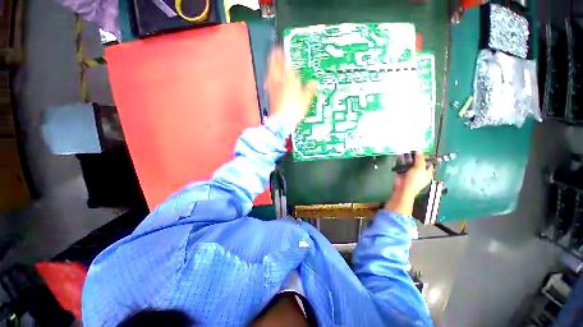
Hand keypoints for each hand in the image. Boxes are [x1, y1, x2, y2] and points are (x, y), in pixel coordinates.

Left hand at [266, 47, 316, 133]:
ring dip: (271, 67)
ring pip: (271, 74)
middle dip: (275, 58)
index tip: (283, 51)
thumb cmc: (294, 110)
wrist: (282, 121)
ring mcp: (273, 90)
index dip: (285, 58)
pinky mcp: (270, 96)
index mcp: (289, 82)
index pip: (287, 67)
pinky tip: (268, 79)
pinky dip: (269, 79)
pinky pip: (269, 84)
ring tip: (271, 62)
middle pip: (276, 68)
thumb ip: (309, 90)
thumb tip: (314, 83)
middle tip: (275, 51)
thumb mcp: (305, 100)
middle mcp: (280, 83)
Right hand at [385, 151, 433, 215]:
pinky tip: (399, 157)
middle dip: (414, 156)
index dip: (425, 157)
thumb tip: (419, 150)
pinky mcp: (402, 172)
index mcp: (427, 172)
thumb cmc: (414, 180)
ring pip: (409, 163)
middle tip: (411, 151)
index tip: (420, 151)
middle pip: (418, 161)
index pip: (428, 163)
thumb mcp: (420, 168)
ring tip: (404, 153)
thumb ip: (420, 159)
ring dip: (406, 158)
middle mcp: (419, 171)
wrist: (403, 189)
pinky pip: (401, 165)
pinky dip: (400, 161)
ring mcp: (410, 172)